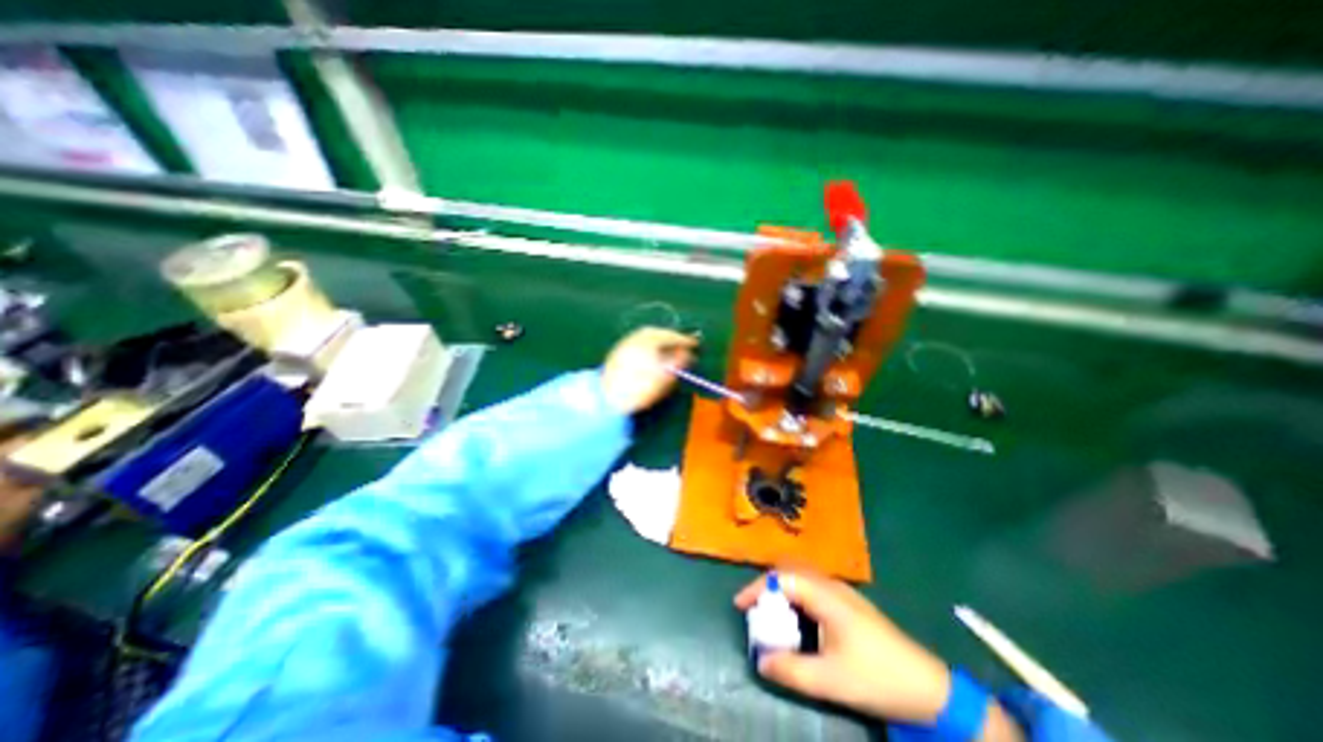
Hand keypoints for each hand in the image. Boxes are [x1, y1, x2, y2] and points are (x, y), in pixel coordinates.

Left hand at [602, 326, 694, 412]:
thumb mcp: (663, 377)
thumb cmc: (638, 390)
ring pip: (645, 336)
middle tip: (683, 345)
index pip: (670, 336)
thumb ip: (677, 362)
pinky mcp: (616, 353)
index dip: (685, 340)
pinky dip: (648, 345)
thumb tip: (687, 353)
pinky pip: (637, 342)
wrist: (607, 400)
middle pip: (656, 332)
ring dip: (659, 340)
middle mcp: (634, 338)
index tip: (696, 344)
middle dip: (670, 337)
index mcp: (647, 341)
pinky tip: (651, 355)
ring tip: (669, 350)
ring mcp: (623, 345)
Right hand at [733, 570, 950, 721]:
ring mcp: (842, 592)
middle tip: (754, 609)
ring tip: (771, 614)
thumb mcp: (830, 680)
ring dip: (782, 591)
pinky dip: (796, 598)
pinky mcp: (849, 603)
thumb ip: (791, 670)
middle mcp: (831, 585)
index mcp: (825, 595)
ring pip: (802, 579)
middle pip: (790, 572)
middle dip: (768, 587)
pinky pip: (813, 589)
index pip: (782, 577)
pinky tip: (798, 620)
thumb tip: (760, 660)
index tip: (740, 605)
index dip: (757, 588)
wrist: (928, 686)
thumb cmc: (877, 676)